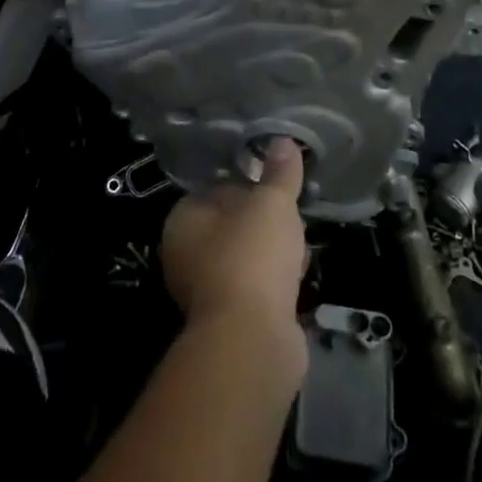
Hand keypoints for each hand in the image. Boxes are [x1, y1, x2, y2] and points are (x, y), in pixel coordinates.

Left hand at [159, 138, 308, 373]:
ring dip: (273, 252)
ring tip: (299, 245)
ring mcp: (207, 291)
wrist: (253, 341)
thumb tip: (283, 140)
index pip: (214, 188)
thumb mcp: (271, 202)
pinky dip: (276, 281)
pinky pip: (257, 287)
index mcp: (183, 221)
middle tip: (290, 214)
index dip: (246, 183)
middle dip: (264, 220)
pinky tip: (298, 277)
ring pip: (247, 256)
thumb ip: (279, 172)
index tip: (275, 184)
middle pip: (232, 223)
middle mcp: (185, 255)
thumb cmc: (252, 256)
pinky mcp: (231, 321)